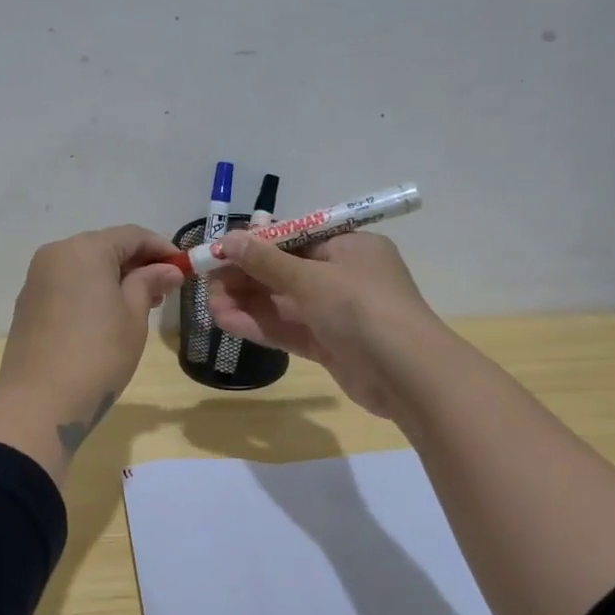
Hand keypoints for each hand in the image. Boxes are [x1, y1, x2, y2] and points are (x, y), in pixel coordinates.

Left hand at [0, 225, 184, 482]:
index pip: (131, 236)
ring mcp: (37, 279)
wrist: (40, 401)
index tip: (184, 269)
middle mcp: (56, 254)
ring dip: (114, 278)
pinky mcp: (28, 303)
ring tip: (140, 304)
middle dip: (137, 264)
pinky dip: (91, 291)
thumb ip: (149, 283)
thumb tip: (167, 270)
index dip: (162, 249)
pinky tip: (107, 315)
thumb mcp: (133, 316)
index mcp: (85, 249)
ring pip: (84, 267)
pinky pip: (67, 285)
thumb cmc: (98, 354)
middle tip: (165, 290)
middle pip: (105, 247)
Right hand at [205, 230, 438, 417]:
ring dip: (247, 303)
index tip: (219, 251)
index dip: (255, 245)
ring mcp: (337, 313)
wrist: (407, 374)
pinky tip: (227, 323)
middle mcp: (344, 276)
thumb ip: (266, 261)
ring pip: (283, 303)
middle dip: (245, 278)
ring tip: (210, 306)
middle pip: (285, 272)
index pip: (295, 239)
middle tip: (206, 282)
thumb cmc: (362, 308)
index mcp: (350, 247)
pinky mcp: (329, 345)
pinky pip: (289, 329)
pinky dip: (260, 325)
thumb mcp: (311, 278)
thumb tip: (229, 239)